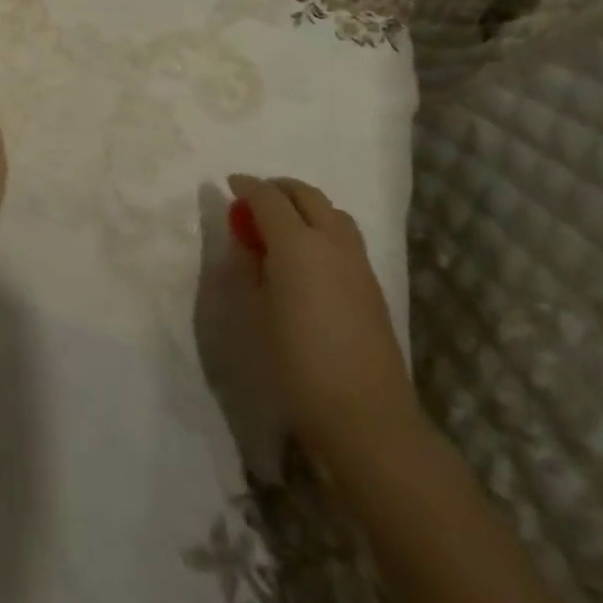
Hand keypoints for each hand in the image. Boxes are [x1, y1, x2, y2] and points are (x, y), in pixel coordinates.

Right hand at [226, 174, 422, 468]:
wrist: (366, 417)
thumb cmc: (297, 364)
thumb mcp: (255, 313)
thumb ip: (248, 267)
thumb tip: (248, 242)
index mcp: (296, 242)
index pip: (267, 196)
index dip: (246, 186)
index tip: (230, 185)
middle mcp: (329, 240)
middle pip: (304, 194)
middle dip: (278, 189)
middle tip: (255, 201)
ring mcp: (356, 260)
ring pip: (330, 211)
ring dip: (304, 206)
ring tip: (284, 226)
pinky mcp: (372, 283)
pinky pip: (344, 236)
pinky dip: (323, 228)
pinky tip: (309, 256)